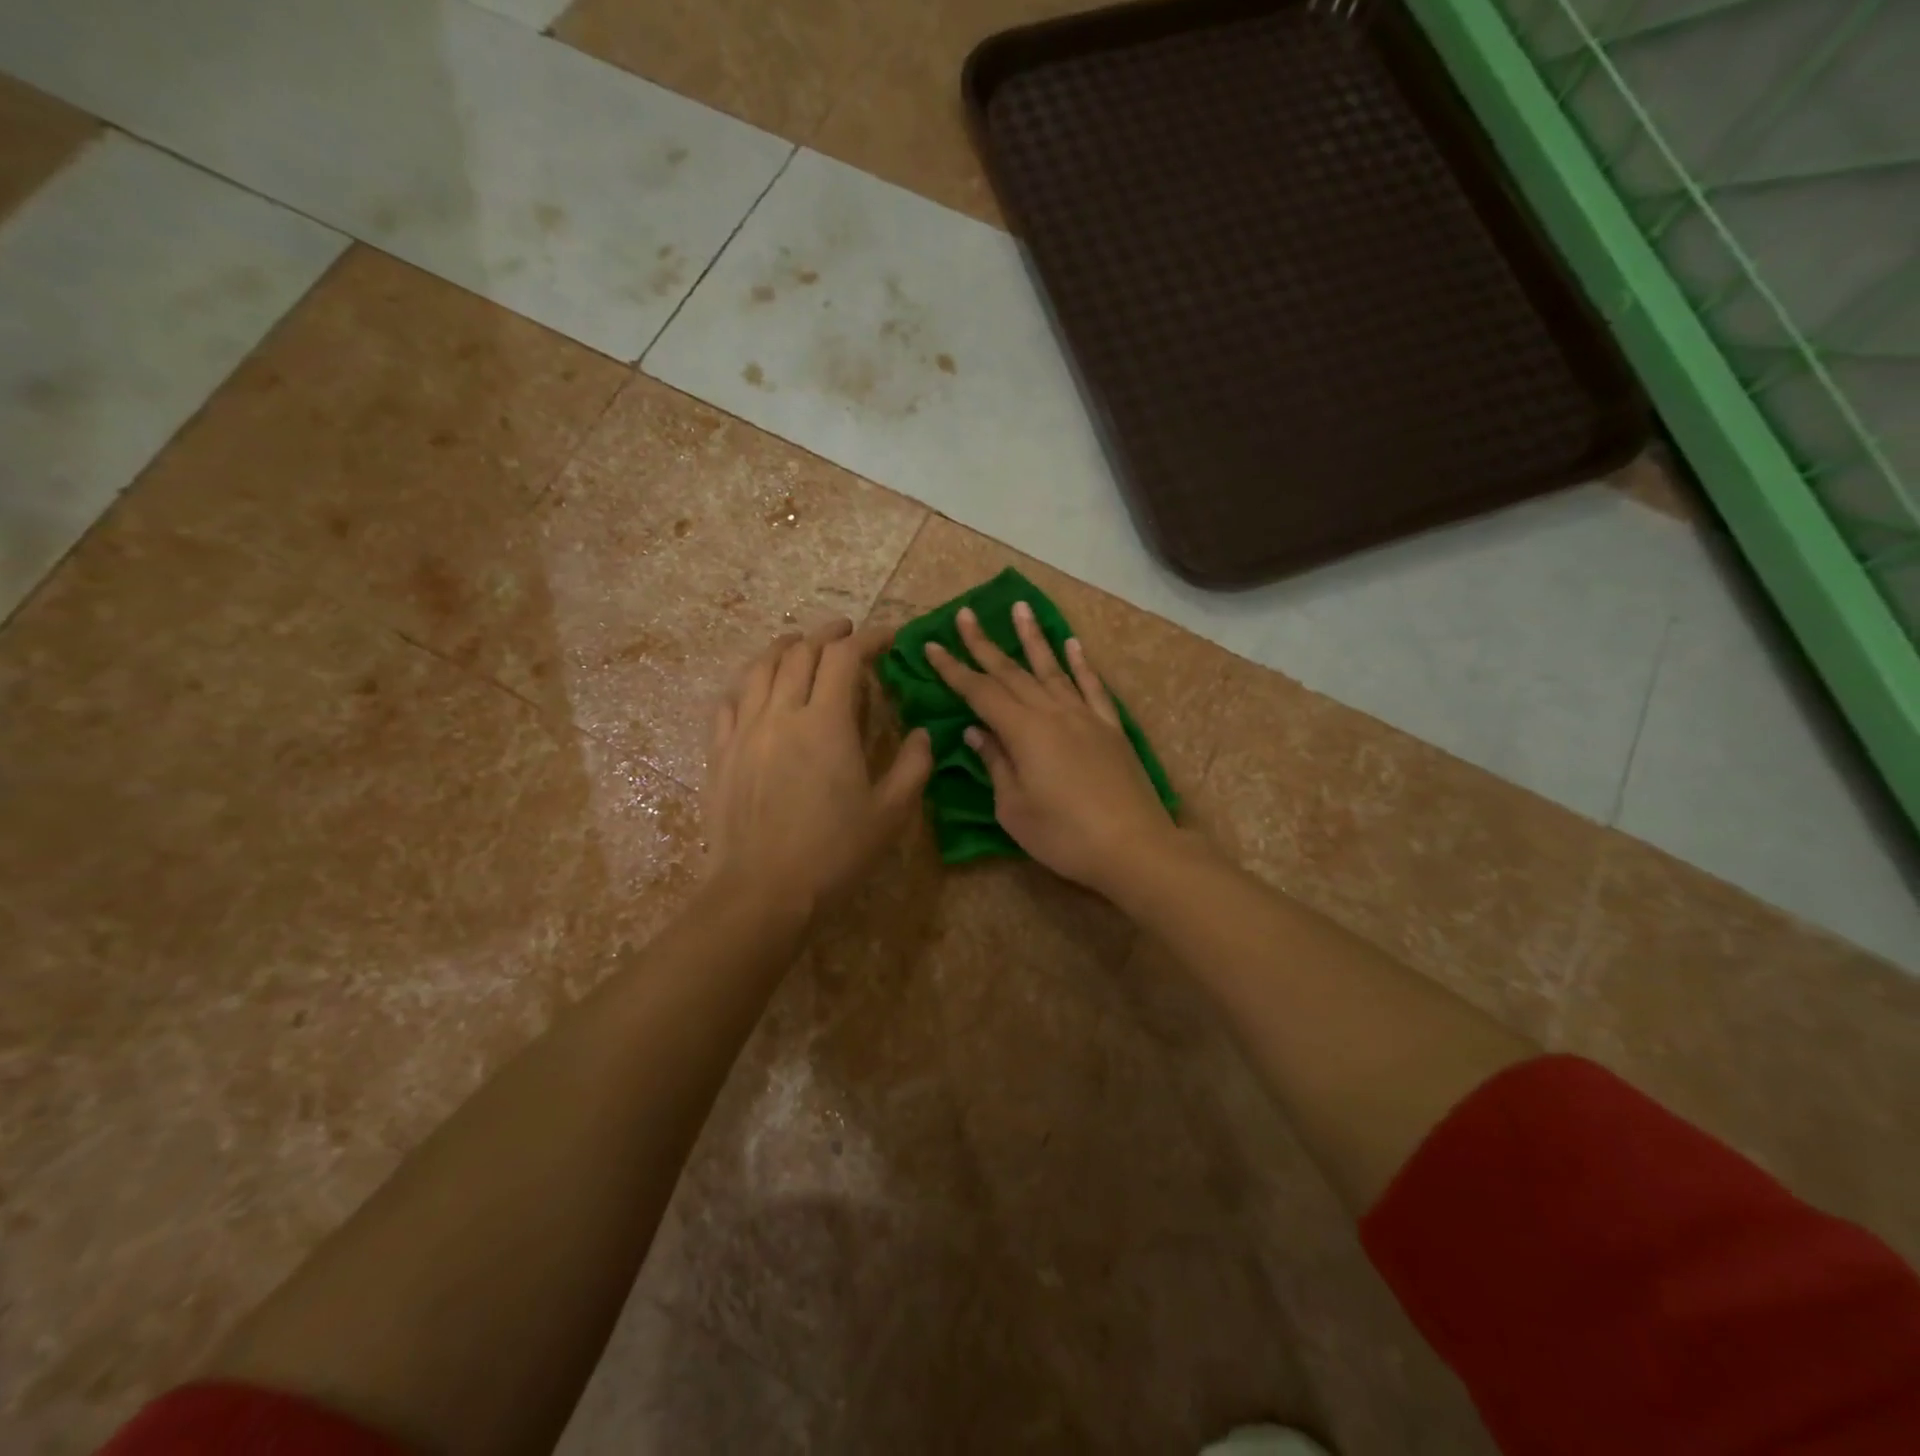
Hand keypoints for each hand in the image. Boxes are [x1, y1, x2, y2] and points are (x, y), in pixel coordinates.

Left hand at [705, 618, 931, 917]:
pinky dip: (748, 683)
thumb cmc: (834, 853)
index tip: (888, 636)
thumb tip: (922, 734)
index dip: (869, 638)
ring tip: (799, 644)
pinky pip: (729, 702)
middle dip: (829, 634)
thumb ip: (914, 766)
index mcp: (827, 722)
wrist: (762, 892)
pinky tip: (755, 688)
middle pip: (801, 653)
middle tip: (848, 633)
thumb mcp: (890, 813)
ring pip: (759, 668)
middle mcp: (781, 713)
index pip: (845, 657)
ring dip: (784, 647)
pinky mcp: (720, 753)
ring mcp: (744, 731)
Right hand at [925, 602, 1179, 896]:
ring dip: (1033, 638)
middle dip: (984, 643)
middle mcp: (1053, 712)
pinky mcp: (1111, 728)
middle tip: (964, 614)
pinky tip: (1073, 645)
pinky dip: (1081, 664)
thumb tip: (976, 731)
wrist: (1133, 846)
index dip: (954, 669)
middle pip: (1012, 672)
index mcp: (1024, 731)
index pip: (980, 692)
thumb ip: (996, 763)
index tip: (932, 646)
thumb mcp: (1014, 808)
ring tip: (1019, 607)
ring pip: (1053, 668)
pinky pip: (1093, 687)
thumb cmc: (1064, 835)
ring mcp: (1085, 716)